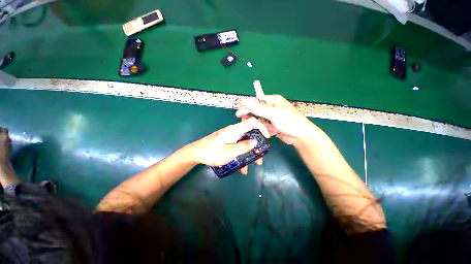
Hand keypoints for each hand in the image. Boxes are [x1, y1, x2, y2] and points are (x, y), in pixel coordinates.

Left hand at [189, 117, 269, 173]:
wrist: (197, 152)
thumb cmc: (213, 152)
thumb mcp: (230, 152)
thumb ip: (244, 146)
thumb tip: (255, 141)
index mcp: (235, 130)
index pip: (252, 122)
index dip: (262, 127)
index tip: (267, 138)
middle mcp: (234, 131)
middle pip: (250, 134)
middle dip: (257, 145)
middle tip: (260, 157)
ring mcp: (231, 136)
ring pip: (245, 142)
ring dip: (250, 152)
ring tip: (252, 165)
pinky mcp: (228, 141)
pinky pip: (238, 146)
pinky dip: (242, 154)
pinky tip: (241, 167)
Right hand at [236, 95, 316, 145]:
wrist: (301, 137)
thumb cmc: (290, 122)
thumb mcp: (275, 114)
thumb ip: (260, 109)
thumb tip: (246, 101)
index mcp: (273, 101)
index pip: (256, 101)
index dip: (247, 106)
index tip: (239, 112)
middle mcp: (271, 107)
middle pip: (256, 110)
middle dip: (251, 115)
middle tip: (242, 119)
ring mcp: (271, 117)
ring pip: (258, 119)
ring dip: (258, 124)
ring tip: (263, 128)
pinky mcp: (271, 125)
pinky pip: (263, 125)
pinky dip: (264, 129)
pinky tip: (269, 132)